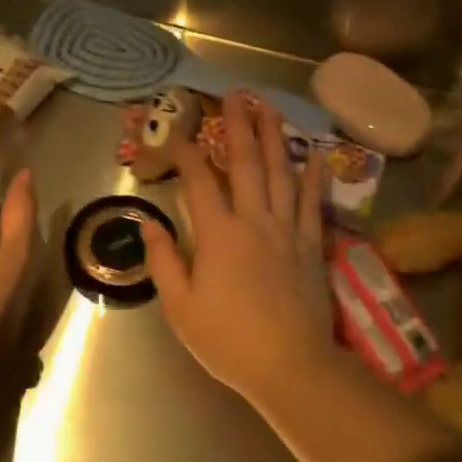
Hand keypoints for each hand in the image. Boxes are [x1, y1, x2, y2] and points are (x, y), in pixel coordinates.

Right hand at [139, 90, 333, 398]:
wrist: (291, 366)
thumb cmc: (229, 340)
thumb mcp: (181, 307)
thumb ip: (164, 260)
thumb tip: (149, 224)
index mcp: (218, 234)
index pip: (199, 181)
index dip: (186, 154)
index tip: (176, 135)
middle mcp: (254, 220)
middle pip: (245, 163)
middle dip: (239, 125)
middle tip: (236, 94)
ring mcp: (286, 230)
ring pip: (281, 172)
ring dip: (275, 137)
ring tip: (271, 107)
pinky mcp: (310, 245)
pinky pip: (311, 202)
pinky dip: (313, 176)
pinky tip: (313, 154)